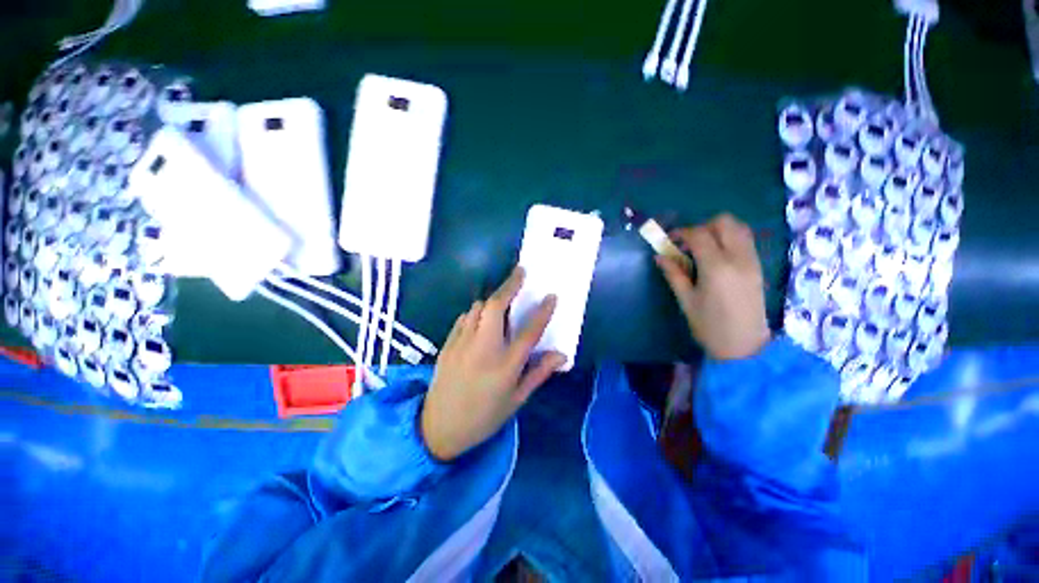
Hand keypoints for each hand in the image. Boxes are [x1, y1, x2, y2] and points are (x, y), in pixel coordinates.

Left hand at [421, 267, 566, 461]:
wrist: (439, 427)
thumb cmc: (484, 416)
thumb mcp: (517, 399)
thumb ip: (539, 373)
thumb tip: (561, 355)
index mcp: (505, 365)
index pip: (529, 331)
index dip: (543, 311)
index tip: (551, 296)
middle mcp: (484, 348)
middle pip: (496, 306)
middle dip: (510, 285)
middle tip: (520, 273)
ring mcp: (462, 343)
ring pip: (478, 308)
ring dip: (492, 300)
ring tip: (502, 302)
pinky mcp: (448, 343)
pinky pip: (465, 317)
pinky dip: (476, 313)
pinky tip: (481, 321)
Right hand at [655, 213, 770, 360]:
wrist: (744, 346)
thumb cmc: (709, 326)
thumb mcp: (686, 300)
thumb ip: (674, 274)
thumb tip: (659, 256)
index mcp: (716, 267)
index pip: (699, 234)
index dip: (682, 232)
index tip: (670, 240)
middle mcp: (738, 258)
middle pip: (724, 222)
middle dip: (703, 226)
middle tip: (689, 243)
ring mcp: (752, 261)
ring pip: (739, 227)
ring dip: (718, 230)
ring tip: (703, 248)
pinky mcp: (758, 267)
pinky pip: (746, 240)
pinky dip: (730, 238)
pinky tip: (717, 256)